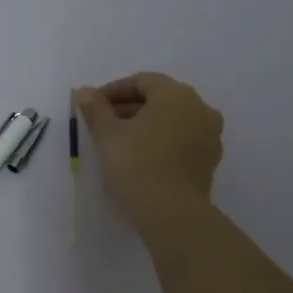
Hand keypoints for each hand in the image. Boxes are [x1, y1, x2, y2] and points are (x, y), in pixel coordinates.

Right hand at [73, 72, 223, 234]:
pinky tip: (142, 156)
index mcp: (176, 95)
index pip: (142, 81)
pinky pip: (182, 139)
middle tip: (103, 123)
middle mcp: (200, 108)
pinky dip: (162, 140)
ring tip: (120, 141)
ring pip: (172, 119)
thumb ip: (95, 108)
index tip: (93, 106)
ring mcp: (210, 134)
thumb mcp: (108, 134)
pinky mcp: (209, 159)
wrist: (171, 211)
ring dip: (146, 123)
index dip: (113, 90)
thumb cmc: (136, 164)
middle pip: (159, 98)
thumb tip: (83, 91)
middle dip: (129, 107)